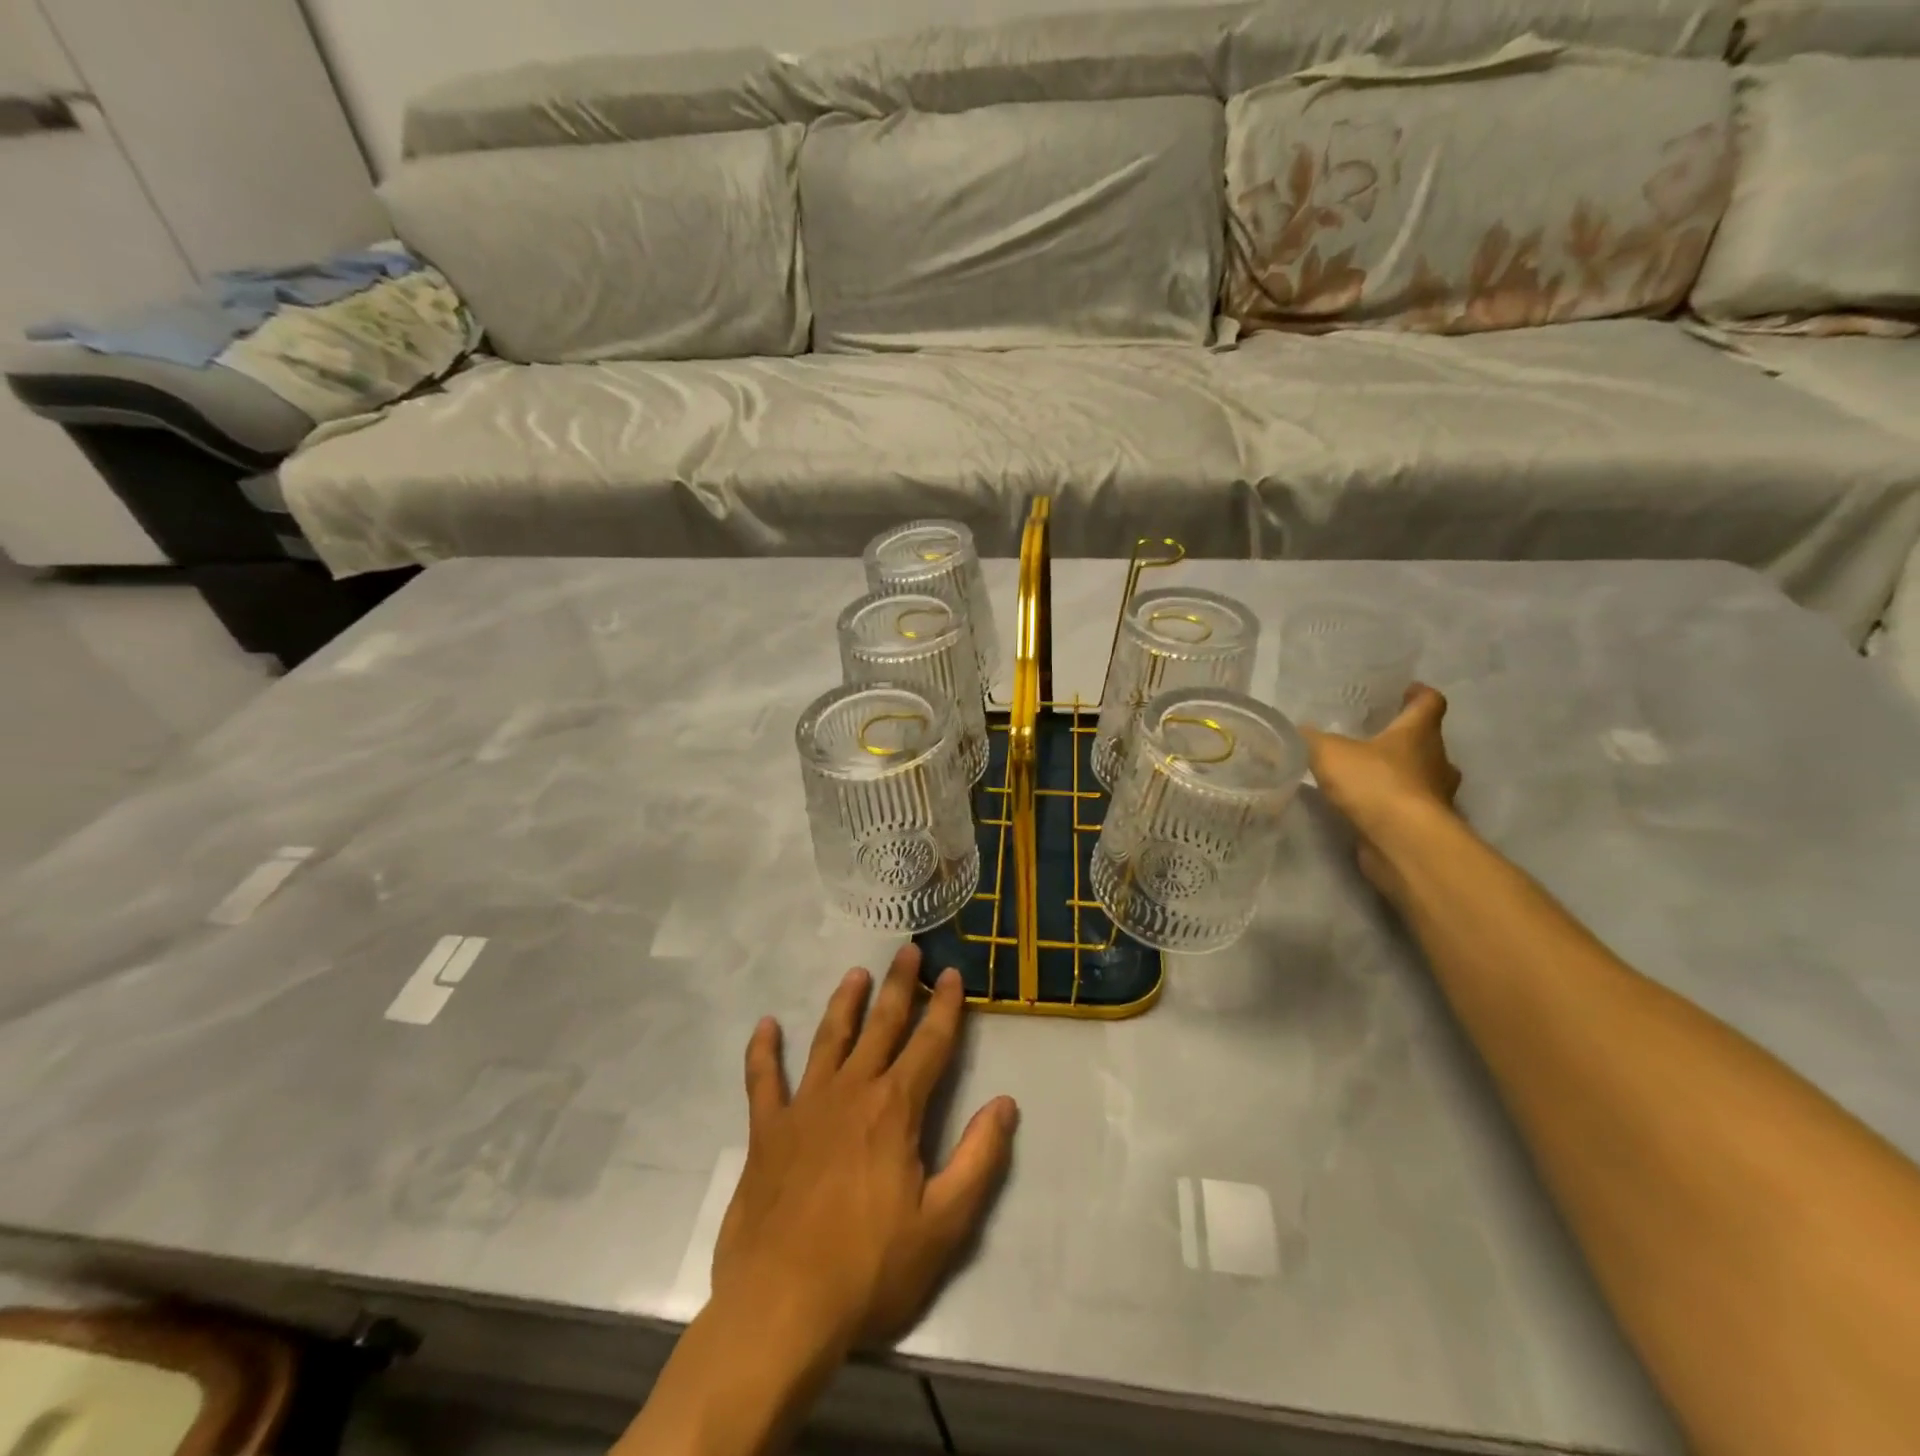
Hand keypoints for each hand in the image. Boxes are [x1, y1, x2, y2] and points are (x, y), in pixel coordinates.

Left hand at [710, 944, 1018, 1356]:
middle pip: (881, 1026)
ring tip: (856, 974)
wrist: (780, 1309)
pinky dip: (763, 1051)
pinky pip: (763, 1080)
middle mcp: (851, 1092)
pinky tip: (765, 1026)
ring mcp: (804, 1107)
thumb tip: (1006, 1103)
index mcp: (895, 1109)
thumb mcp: (944, 1224)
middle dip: (899, 986)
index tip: (952, 973)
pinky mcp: (766, 1132)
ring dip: (844, 1003)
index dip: (945, 1006)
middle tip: (908, 950)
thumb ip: (980, 1159)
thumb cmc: (869, 1270)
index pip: (930, 1044)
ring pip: (828, 1039)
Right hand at [1303, 683, 1462, 895]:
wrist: (1402, 841)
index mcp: (1418, 733)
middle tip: (1375, 738)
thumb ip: (1311, 739)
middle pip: (1427, 742)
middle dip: (1405, 739)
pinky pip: (1409, 807)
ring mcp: (1436, 796)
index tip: (1406, 691)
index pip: (1429, 703)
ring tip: (1366, 776)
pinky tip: (1365, 808)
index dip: (1419, 694)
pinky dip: (1391, 805)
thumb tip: (1298, 730)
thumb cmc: (1374, 783)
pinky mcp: (1426, 827)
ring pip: (1422, 777)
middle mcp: (1436, 761)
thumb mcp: (1328, 752)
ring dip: (1401, 775)